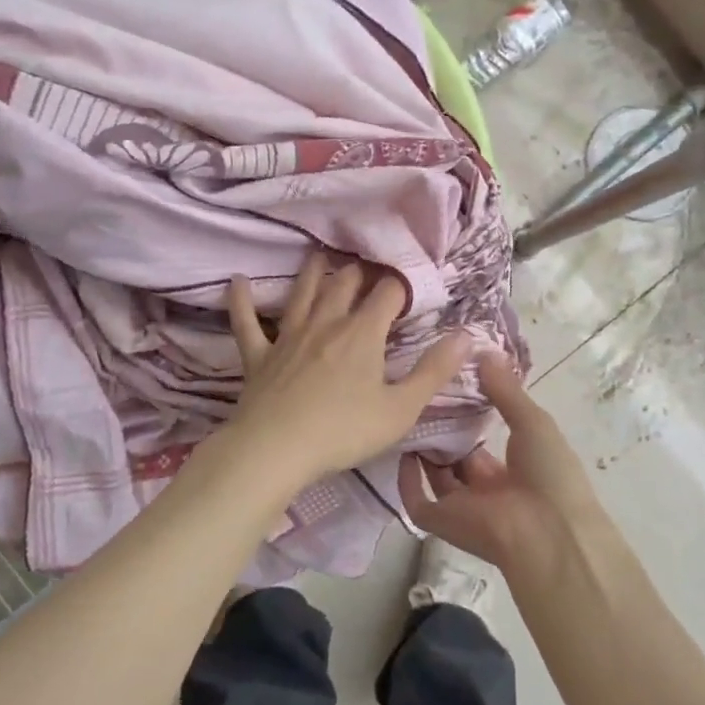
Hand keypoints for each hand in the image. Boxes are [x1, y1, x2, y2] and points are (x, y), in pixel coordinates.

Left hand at [226, 252, 469, 489]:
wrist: (276, 449)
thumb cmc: (344, 431)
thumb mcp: (401, 408)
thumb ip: (435, 371)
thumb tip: (468, 335)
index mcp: (363, 333)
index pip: (388, 293)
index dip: (401, 284)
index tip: (409, 284)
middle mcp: (326, 323)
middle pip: (344, 284)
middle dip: (359, 272)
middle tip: (366, 265)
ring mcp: (288, 336)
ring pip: (302, 293)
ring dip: (312, 272)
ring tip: (318, 255)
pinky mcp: (258, 355)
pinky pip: (246, 322)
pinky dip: (242, 301)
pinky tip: (236, 282)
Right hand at [398, 356, 603, 568]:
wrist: (548, 530)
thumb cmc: (550, 473)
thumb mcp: (533, 422)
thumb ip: (506, 389)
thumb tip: (483, 351)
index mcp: (512, 470)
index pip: (481, 443)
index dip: (465, 417)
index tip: (448, 389)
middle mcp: (485, 490)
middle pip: (455, 458)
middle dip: (440, 431)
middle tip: (420, 397)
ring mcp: (462, 507)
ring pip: (434, 476)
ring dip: (422, 450)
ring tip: (407, 412)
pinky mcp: (441, 522)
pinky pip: (416, 502)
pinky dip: (406, 481)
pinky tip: (402, 450)